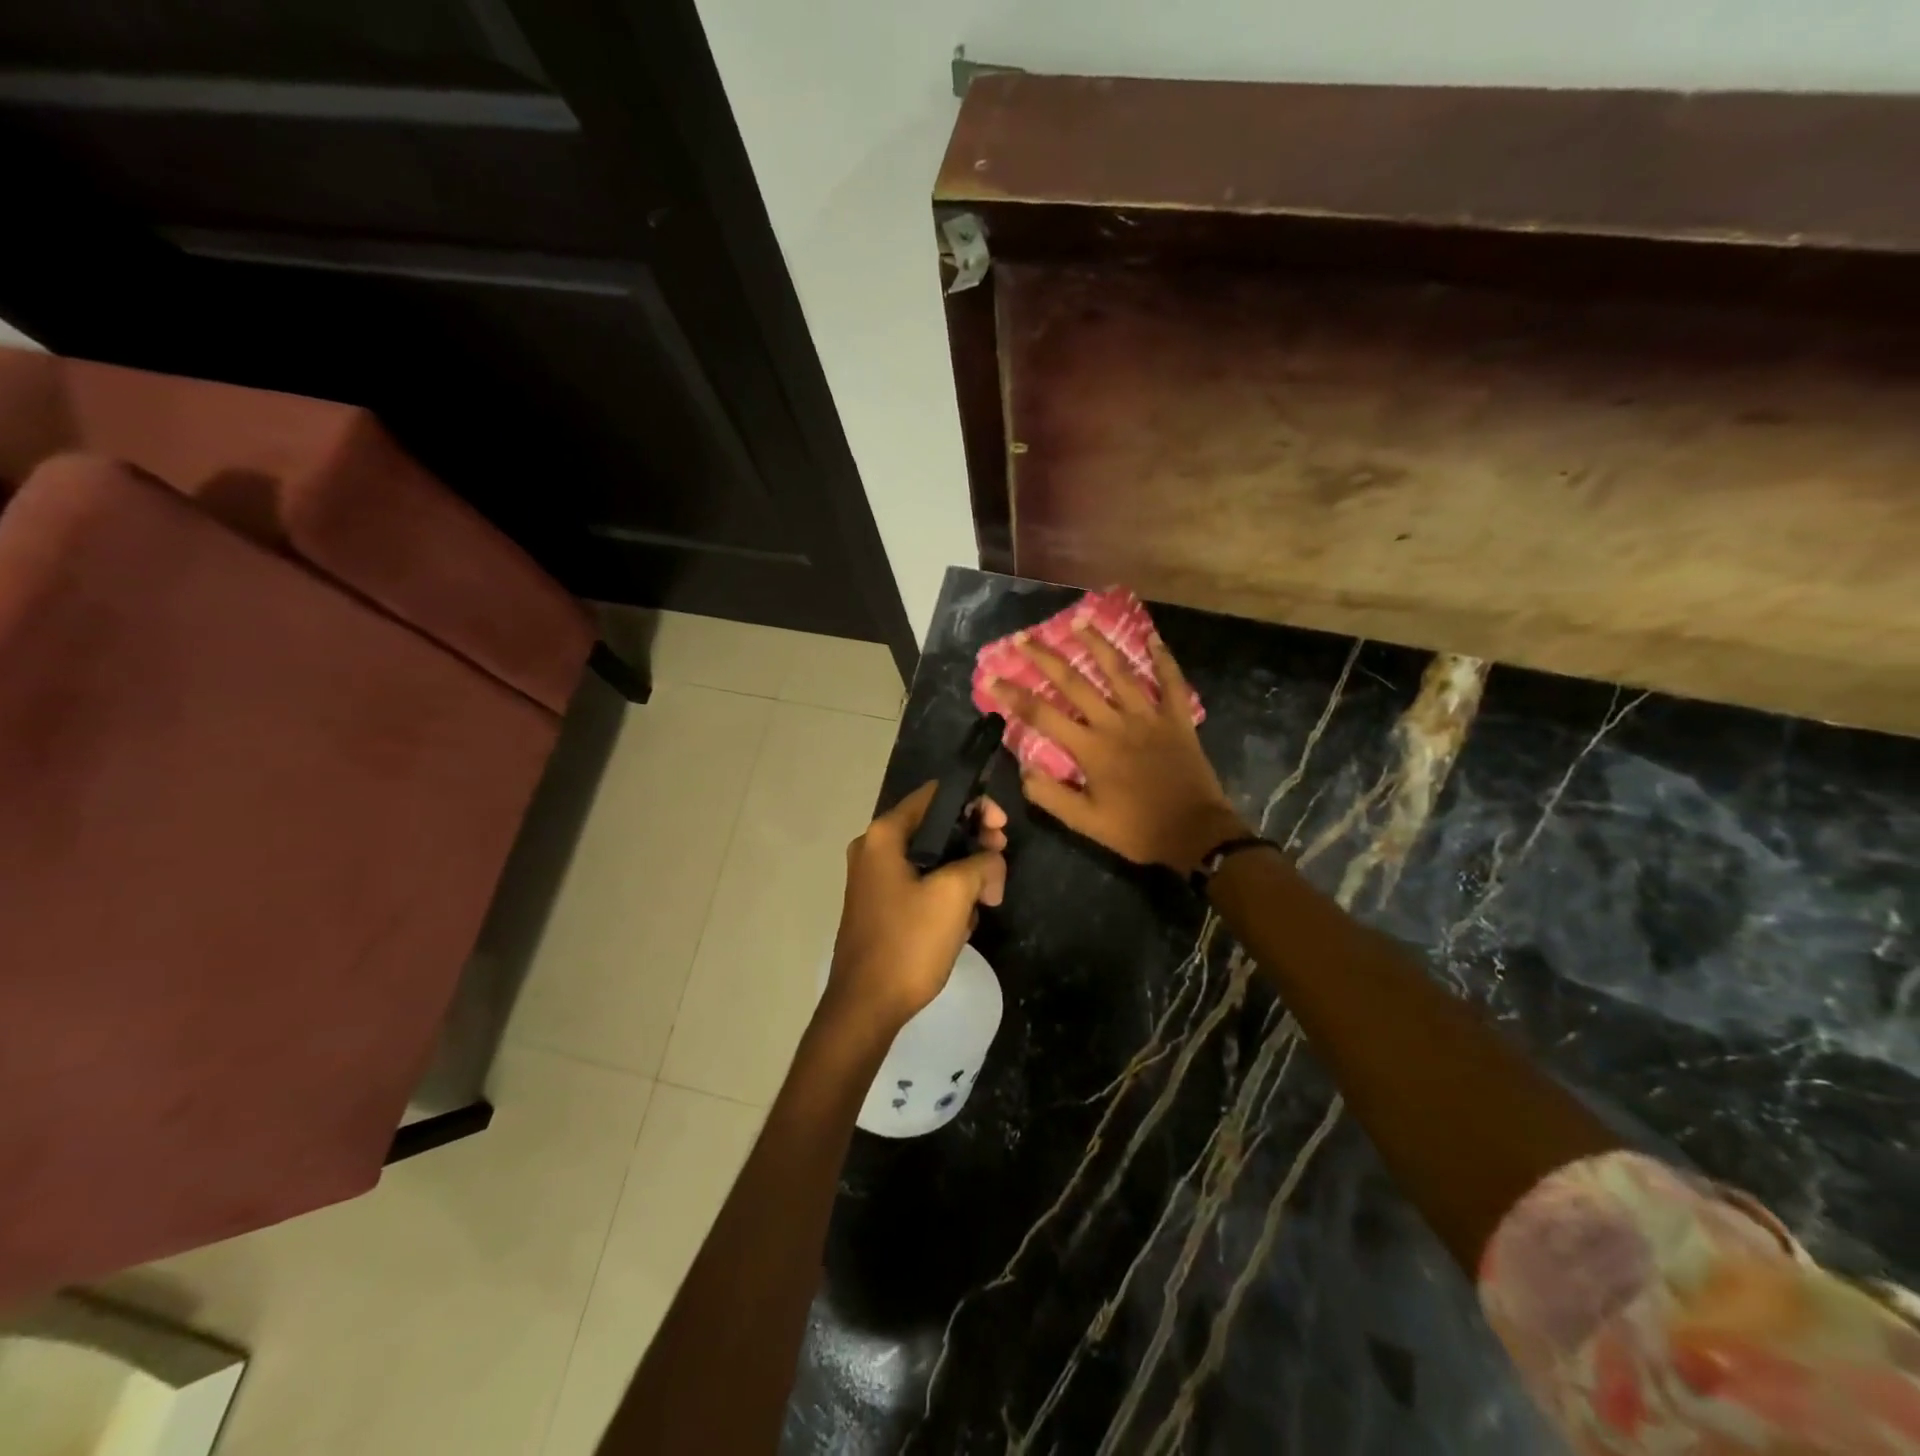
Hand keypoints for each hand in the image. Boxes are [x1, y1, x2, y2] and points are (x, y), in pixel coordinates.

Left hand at [824, 781, 1008, 1034]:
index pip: (936, 795)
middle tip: (999, 871)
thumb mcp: (955, 895)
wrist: (866, 1007)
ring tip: (984, 904)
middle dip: (974, 846)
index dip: (975, 804)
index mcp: (885, 834)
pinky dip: (945, 896)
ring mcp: (874, 879)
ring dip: (964, 876)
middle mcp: (874, 848)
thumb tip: (991, 860)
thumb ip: (981, 863)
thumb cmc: (908, 942)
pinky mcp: (881, 906)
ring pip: (932, 860)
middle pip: (936, 828)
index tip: (1002, 829)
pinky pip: (921, 885)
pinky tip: (962, 924)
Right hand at [989, 625, 1245, 872]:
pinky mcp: (1178, 719)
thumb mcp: (1085, 823)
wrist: (1195, 834)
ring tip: (1078, 620)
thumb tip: (1023, 769)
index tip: (991, 677)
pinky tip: (1153, 637)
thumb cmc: (1136, 830)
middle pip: (1074, 683)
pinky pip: (1172, 683)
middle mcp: (1115, 723)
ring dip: (1097, 644)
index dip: (1013, 695)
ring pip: (1119, 671)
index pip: (1042, 715)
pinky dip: (1163, 659)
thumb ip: (1051, 796)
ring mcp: (1149, 717)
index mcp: (1090, 749)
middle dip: (1046, 658)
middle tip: (1025, 637)